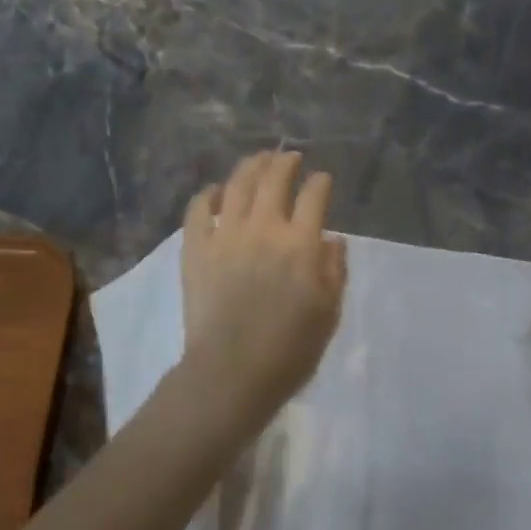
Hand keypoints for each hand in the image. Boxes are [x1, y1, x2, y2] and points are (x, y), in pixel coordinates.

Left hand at [180, 150, 347, 431]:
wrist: (232, 372)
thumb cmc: (291, 349)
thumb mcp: (329, 313)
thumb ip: (334, 270)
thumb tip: (333, 239)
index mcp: (301, 244)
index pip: (314, 196)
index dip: (320, 183)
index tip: (322, 179)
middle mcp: (264, 228)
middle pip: (274, 180)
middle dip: (285, 163)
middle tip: (289, 157)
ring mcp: (225, 235)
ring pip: (237, 185)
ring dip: (250, 167)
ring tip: (257, 160)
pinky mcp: (196, 249)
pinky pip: (197, 210)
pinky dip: (207, 195)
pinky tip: (215, 191)